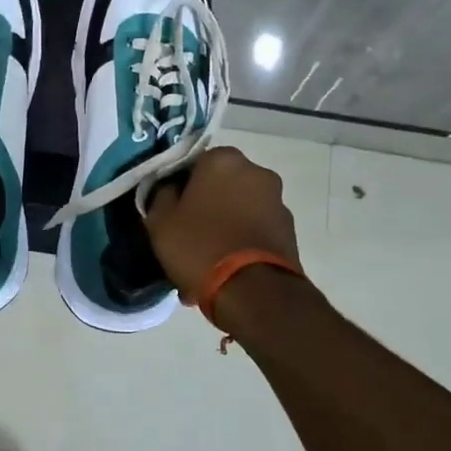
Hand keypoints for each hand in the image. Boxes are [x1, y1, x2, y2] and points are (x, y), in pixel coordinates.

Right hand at [144, 146, 299, 300]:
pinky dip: (240, 245)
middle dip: (205, 209)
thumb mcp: (160, 220)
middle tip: (187, 238)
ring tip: (205, 263)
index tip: (170, 212)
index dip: (179, 189)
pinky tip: (224, 273)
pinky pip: (254, 232)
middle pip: (220, 187)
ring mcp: (277, 201)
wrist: (253, 291)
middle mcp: (256, 172)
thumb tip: (170, 190)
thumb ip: (161, 195)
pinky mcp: (290, 231)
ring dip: (223, 228)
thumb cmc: (199, 245)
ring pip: (238, 211)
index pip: (193, 165)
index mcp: (223, 160)